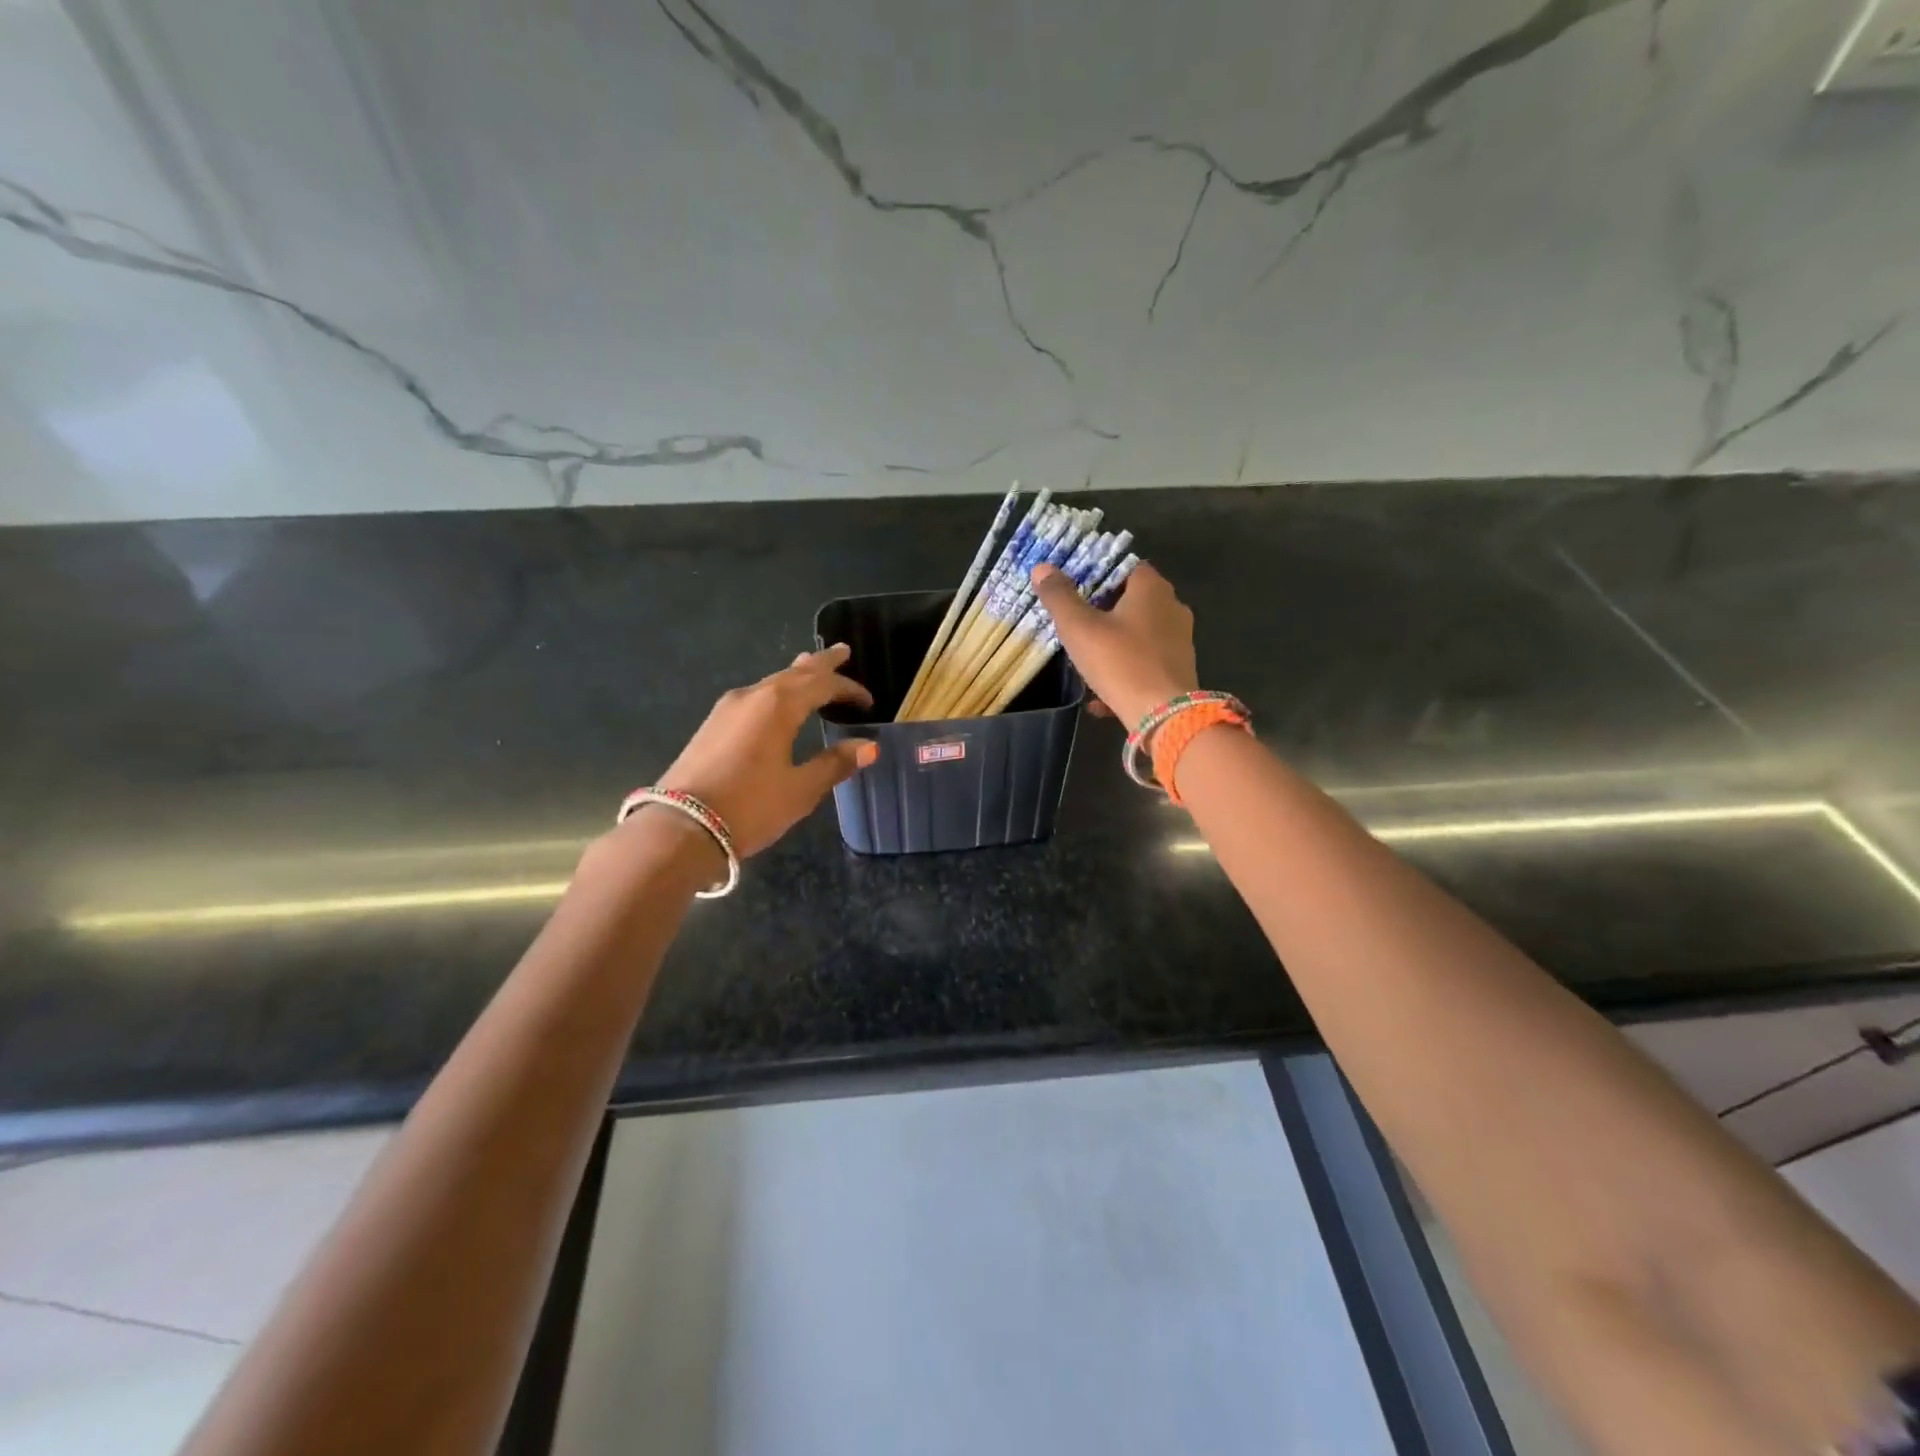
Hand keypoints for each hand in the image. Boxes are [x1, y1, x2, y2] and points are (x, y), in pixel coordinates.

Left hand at [654, 644, 877, 857]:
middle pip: (795, 673)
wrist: (680, 828)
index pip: (823, 684)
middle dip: (821, 663)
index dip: (849, 689)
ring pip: (771, 682)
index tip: (869, 702)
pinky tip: (777, 699)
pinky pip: (755, 695)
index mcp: (779, 705)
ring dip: (796, 675)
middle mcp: (753, 696)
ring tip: (810, 665)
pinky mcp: (713, 725)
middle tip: (842, 651)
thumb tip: (868, 746)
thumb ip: (834, 764)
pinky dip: (776, 691)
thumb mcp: (800, 790)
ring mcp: (728, 708)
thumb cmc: (749, 807)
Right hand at [1030, 562, 1196, 726]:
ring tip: (1084, 662)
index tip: (1075, 589)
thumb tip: (1042, 567)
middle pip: (1132, 602)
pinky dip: (1123, 674)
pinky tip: (1099, 697)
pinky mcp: (1178, 671)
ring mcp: (1179, 641)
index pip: (1126, 566)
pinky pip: (1144, 665)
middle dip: (1103, 612)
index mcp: (1152, 589)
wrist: (1164, 716)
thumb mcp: (1079, 628)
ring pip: (1137, 636)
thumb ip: (1059, 597)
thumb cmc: (1120, 662)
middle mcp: (1172, 608)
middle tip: (1074, 626)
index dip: (1099, 574)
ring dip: (1112, 646)